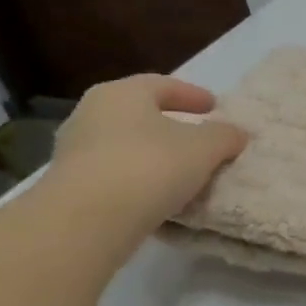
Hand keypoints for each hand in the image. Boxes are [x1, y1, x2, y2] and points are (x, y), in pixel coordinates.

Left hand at [45, 74, 246, 245]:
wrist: (86, 220)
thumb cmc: (150, 166)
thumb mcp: (204, 148)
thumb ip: (224, 136)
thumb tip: (236, 133)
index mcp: (121, 93)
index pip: (161, 85)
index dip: (192, 94)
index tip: (214, 107)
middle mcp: (91, 114)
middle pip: (139, 114)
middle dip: (170, 125)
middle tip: (198, 138)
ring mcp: (74, 151)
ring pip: (125, 145)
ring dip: (153, 155)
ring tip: (182, 172)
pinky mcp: (69, 186)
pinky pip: (114, 175)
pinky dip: (138, 180)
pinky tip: (158, 196)